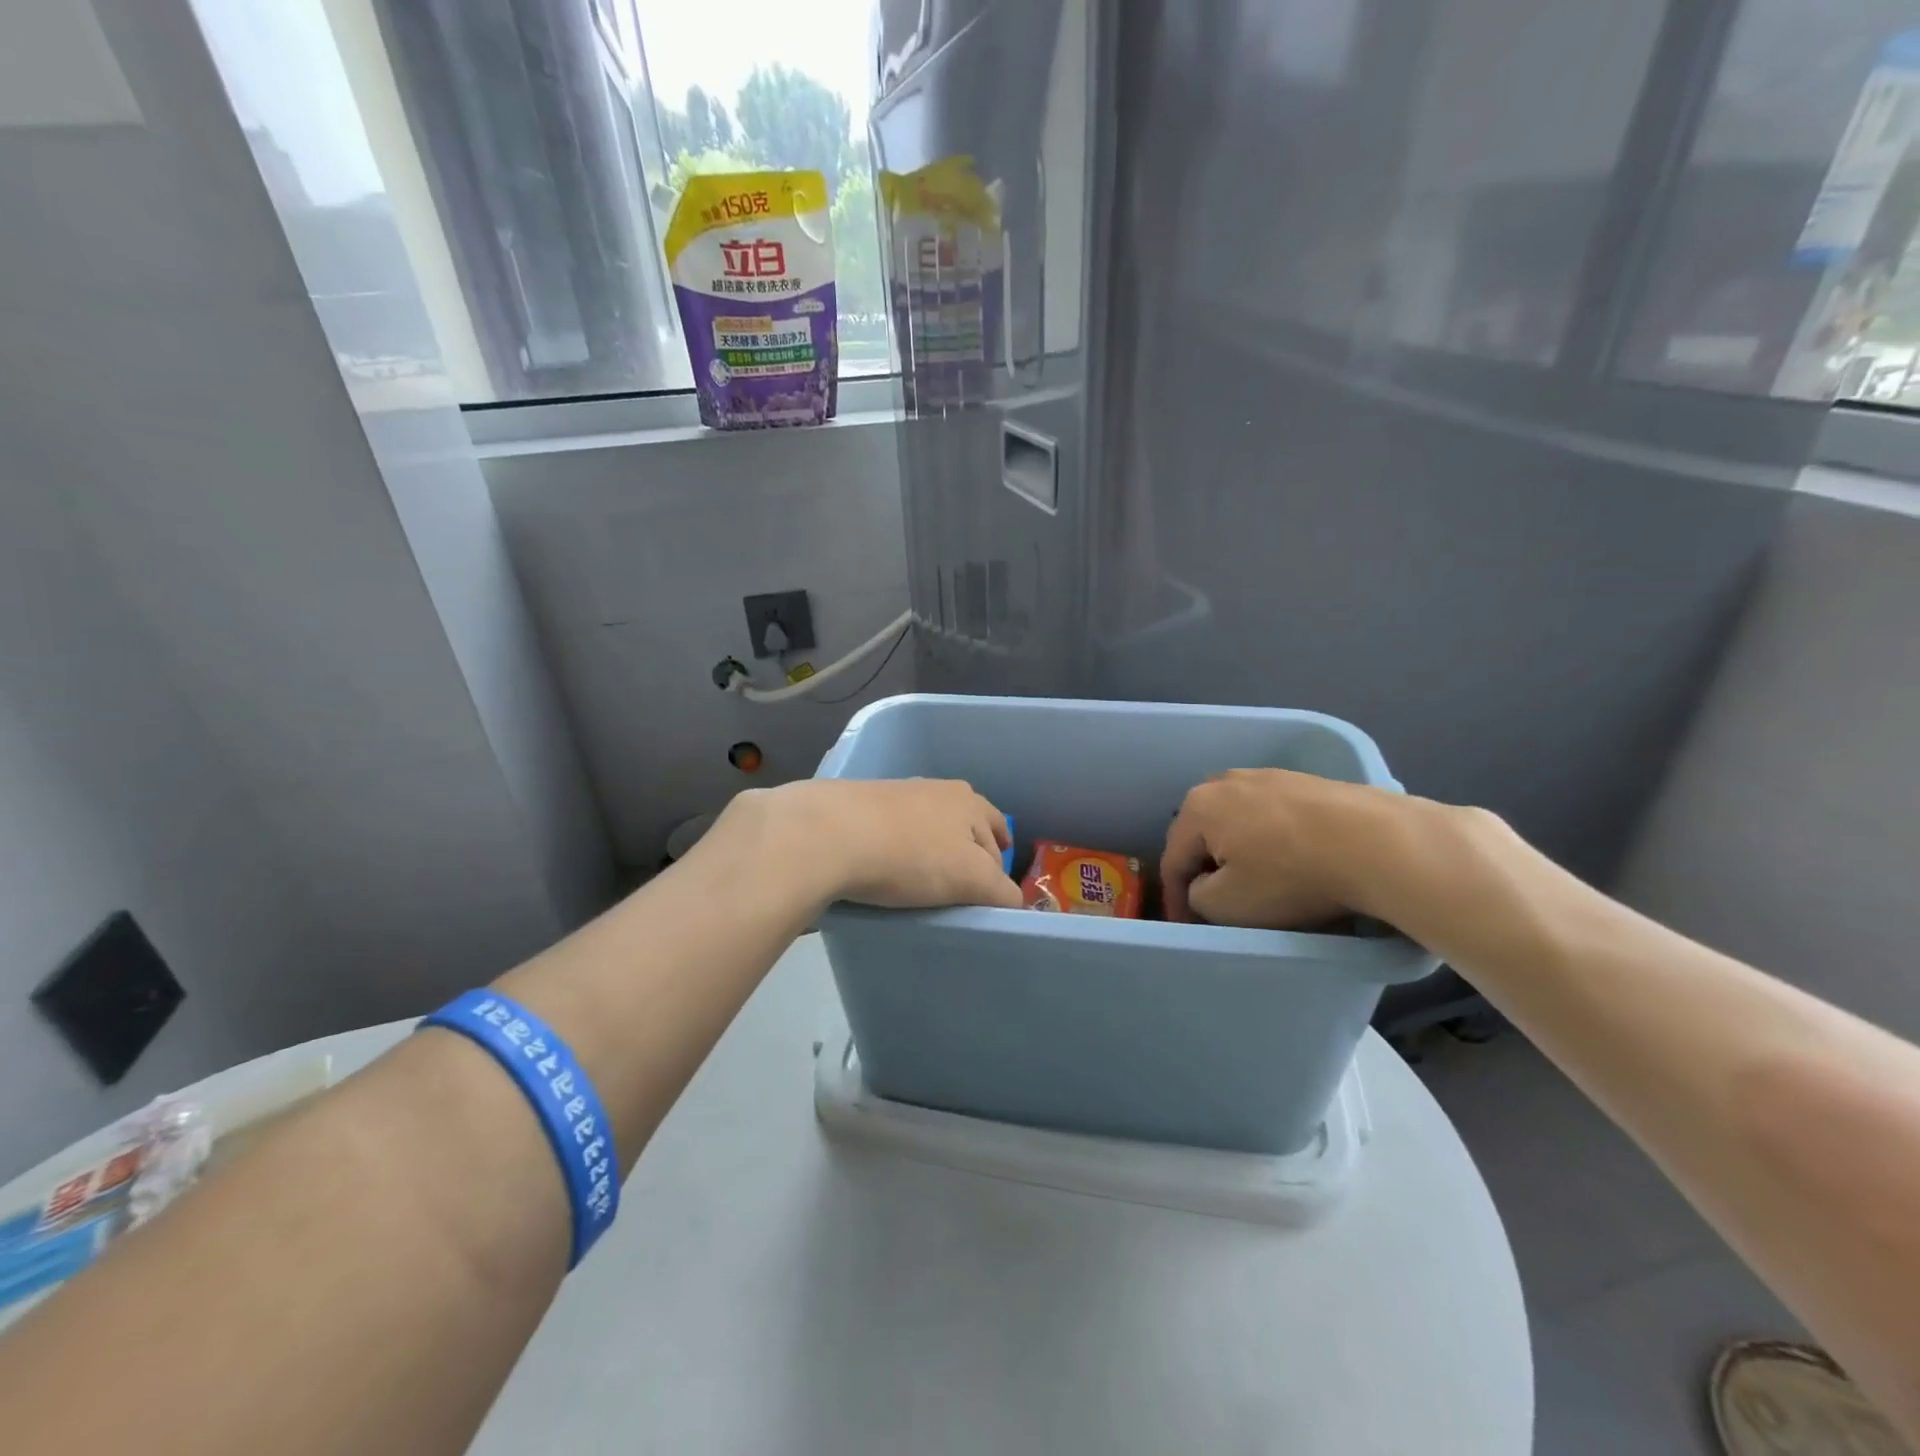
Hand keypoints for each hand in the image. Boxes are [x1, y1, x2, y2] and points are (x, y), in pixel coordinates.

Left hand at [710, 779, 1023, 910]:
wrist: (828, 833)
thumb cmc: (910, 856)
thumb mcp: (970, 879)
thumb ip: (1000, 891)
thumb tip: (1014, 902)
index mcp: (969, 801)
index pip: (998, 836)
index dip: (1000, 867)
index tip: (993, 892)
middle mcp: (937, 789)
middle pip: (966, 825)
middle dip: (970, 850)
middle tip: (964, 884)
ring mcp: (897, 793)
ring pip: (929, 825)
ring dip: (933, 847)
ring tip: (926, 878)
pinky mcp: (861, 805)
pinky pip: (895, 830)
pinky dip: (900, 847)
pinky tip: (888, 866)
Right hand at [1161, 768, 1406, 928]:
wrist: (1378, 843)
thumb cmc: (1290, 875)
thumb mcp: (1228, 905)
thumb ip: (1198, 897)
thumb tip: (1206, 885)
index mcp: (1198, 807)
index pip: (1173, 860)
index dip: (1175, 899)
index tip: (1186, 925)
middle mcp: (1224, 782)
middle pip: (1202, 834)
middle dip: (1205, 868)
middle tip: (1217, 902)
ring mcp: (1266, 776)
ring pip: (1237, 822)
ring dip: (1239, 852)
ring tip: (1256, 882)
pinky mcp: (1304, 781)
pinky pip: (1272, 815)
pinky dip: (1271, 839)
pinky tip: (1292, 860)